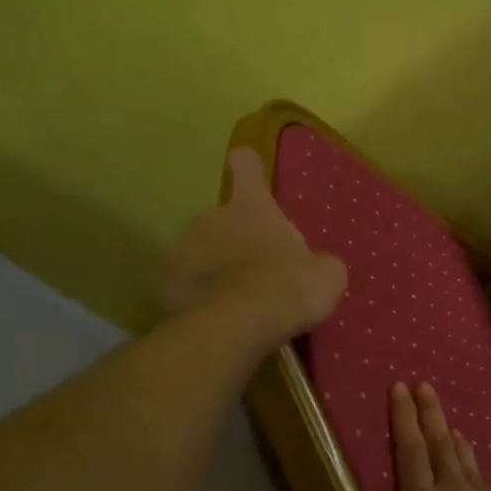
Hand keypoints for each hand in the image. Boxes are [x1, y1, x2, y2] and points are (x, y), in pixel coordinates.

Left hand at [161, 149, 346, 350]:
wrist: (241, 325)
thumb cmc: (289, 286)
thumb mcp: (326, 274)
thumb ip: (317, 262)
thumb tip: (316, 266)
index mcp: (251, 206)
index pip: (246, 166)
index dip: (249, 167)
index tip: (248, 168)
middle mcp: (211, 216)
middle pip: (222, 219)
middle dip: (234, 239)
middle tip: (255, 271)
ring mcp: (182, 248)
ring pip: (198, 251)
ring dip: (212, 267)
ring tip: (232, 300)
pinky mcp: (164, 283)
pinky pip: (183, 284)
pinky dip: (195, 295)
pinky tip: (213, 316)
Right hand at [364, 382, 490, 490]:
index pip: (409, 454)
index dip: (402, 419)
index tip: (400, 387)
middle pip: (437, 443)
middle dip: (428, 412)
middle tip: (422, 384)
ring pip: (465, 459)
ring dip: (452, 439)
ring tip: (448, 426)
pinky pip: (486, 482)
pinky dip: (475, 471)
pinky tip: (478, 482)